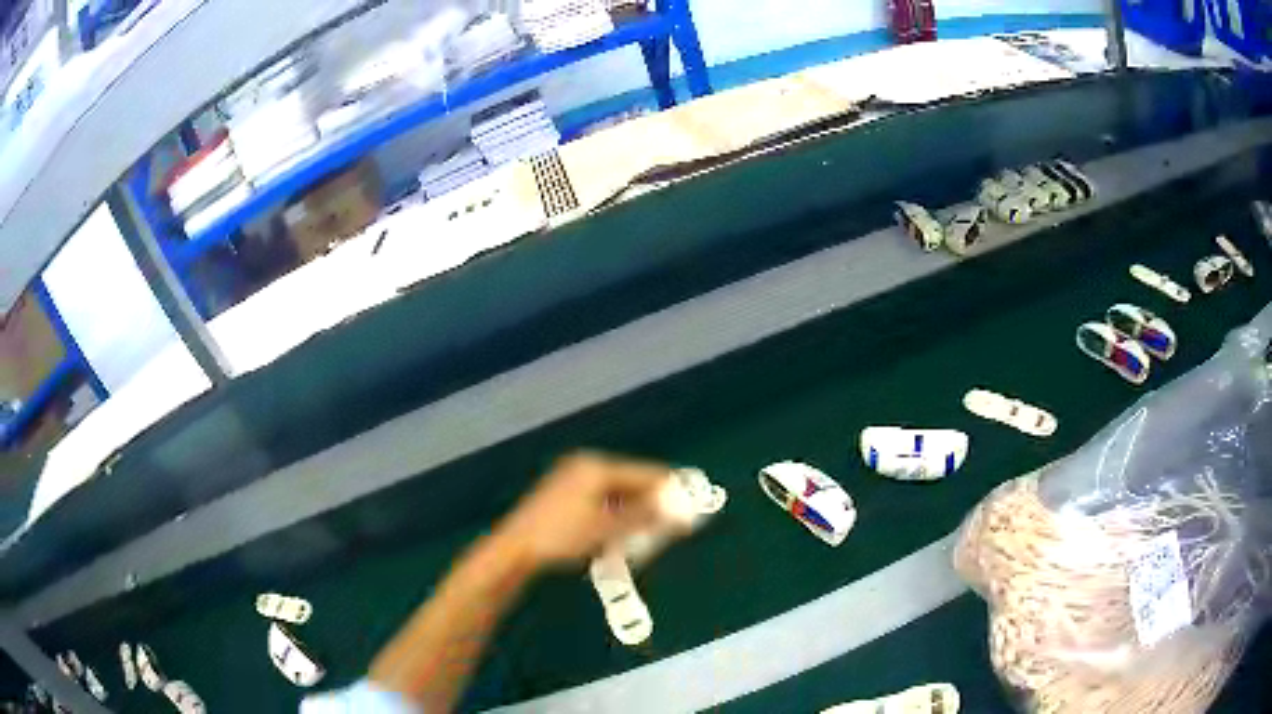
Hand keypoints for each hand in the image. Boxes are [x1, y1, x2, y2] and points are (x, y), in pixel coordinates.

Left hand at [493, 451, 669, 568]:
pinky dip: (614, 516)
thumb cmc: (562, 536)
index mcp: (597, 468)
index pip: (645, 474)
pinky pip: (600, 501)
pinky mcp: (562, 496)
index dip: (669, 490)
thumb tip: (680, 511)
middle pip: (631, 482)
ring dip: (633, 513)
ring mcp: (571, 480)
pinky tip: (618, 535)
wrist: (515, 550)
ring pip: (616, 494)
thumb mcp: (607, 529)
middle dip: (651, 504)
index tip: (692, 506)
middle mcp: (585, 467)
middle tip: (670, 526)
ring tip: (647, 534)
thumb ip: (645, 517)